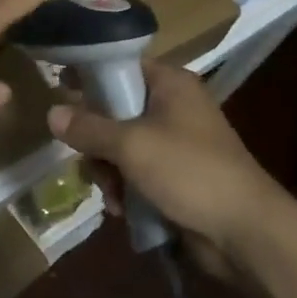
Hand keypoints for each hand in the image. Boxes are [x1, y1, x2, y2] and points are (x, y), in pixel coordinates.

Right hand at [48, 61, 279, 270]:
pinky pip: (136, 173)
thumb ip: (89, 128)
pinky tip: (122, 210)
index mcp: (170, 84)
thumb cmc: (190, 171)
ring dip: (108, 171)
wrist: (245, 232)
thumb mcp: (132, 145)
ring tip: (111, 194)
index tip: (59, 88)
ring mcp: (175, 144)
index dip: (89, 75)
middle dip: (96, 140)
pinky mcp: (176, 177)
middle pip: (115, 110)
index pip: (121, 66)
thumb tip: (51, 113)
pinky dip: (125, 189)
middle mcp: (172, 107)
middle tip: (87, 159)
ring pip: (121, 146)